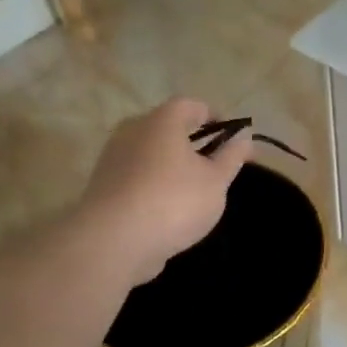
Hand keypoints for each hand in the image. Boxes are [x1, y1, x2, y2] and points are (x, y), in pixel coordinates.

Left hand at [81, 99, 250, 285]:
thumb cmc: (174, 202)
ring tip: (191, 191)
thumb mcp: (215, 181)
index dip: (215, 116)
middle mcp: (132, 131)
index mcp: (162, 121)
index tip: (231, 137)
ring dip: (170, 166)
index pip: (191, 105)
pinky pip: (136, 177)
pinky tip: (166, 210)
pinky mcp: (103, 187)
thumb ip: (231, 157)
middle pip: (166, 128)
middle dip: (191, 142)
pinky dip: (153, 185)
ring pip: (149, 153)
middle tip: (213, 165)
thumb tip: (244, 137)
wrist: (113, 241)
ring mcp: (113, 158)